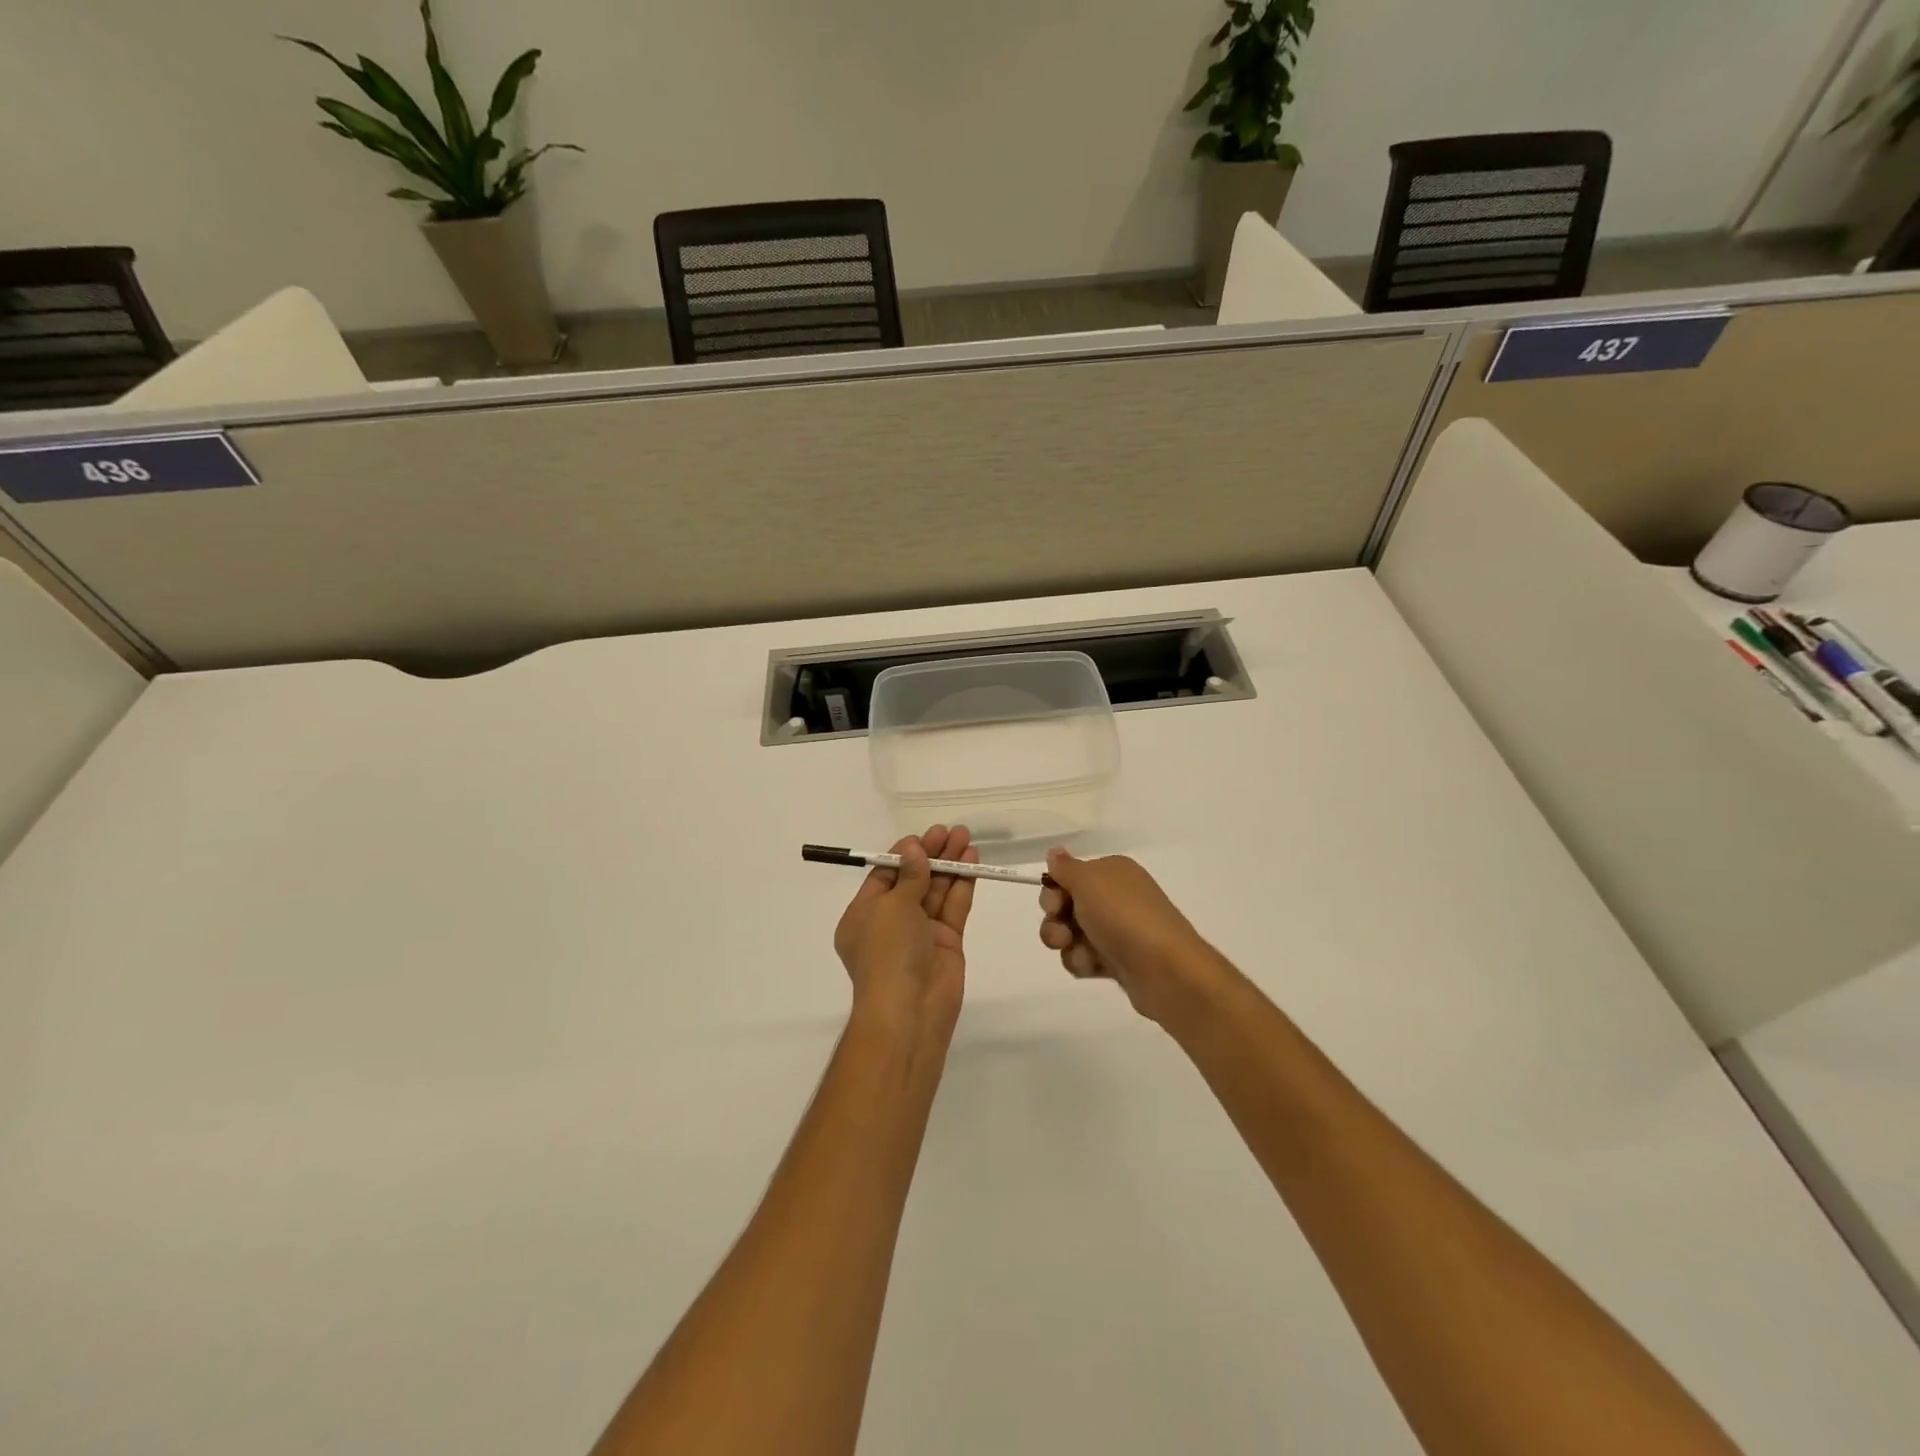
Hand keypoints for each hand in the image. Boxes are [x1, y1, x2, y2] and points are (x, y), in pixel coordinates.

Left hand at [835, 825, 978, 1037]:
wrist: (910, 1009)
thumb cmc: (888, 952)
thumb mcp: (892, 907)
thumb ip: (909, 876)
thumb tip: (913, 850)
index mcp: (864, 915)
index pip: (885, 876)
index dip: (905, 855)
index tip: (924, 836)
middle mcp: (891, 922)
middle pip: (913, 880)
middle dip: (931, 855)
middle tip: (951, 831)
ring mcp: (920, 933)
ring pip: (936, 891)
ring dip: (950, 865)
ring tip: (966, 838)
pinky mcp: (946, 942)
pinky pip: (953, 908)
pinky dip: (962, 885)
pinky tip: (972, 862)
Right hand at [1038, 849, 1222, 1024]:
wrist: (1165, 969)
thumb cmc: (1123, 916)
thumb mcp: (1088, 880)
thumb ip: (1065, 867)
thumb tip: (1055, 853)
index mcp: (1112, 872)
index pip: (1070, 874)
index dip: (1054, 889)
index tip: (1054, 903)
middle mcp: (1115, 897)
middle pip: (1065, 904)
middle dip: (1054, 919)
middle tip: (1063, 931)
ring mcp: (1116, 930)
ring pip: (1070, 934)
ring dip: (1066, 944)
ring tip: (1082, 953)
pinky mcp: (1116, 961)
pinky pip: (1084, 957)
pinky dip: (1083, 962)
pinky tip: (1094, 967)